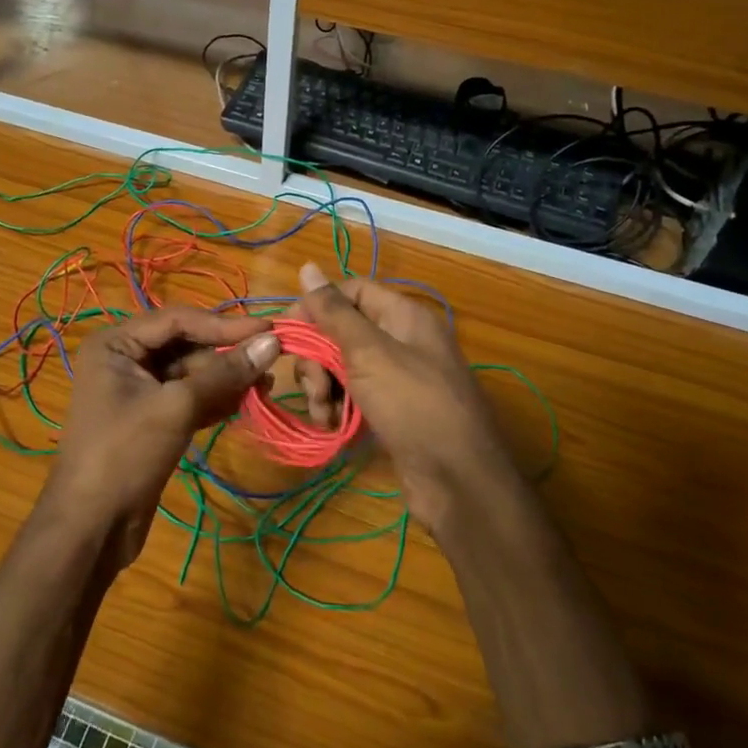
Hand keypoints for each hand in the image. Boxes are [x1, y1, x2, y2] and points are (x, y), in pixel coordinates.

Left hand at [46, 306, 280, 567]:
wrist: (92, 527)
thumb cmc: (125, 454)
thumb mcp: (176, 408)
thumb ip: (225, 373)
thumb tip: (273, 344)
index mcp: (116, 343)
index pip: (179, 319)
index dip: (226, 324)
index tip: (270, 331)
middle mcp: (125, 358)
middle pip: (186, 344)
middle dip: (227, 355)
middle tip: (273, 362)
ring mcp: (137, 389)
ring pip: (191, 372)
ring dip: (227, 379)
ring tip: (266, 388)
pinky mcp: (151, 418)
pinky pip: (189, 397)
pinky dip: (216, 399)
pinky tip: (246, 404)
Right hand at [294, 261, 509, 530]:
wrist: (459, 482)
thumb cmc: (414, 405)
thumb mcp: (369, 352)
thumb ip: (334, 311)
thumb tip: (307, 266)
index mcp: (403, 315)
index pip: (350, 291)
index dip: (317, 306)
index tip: (287, 333)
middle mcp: (402, 340)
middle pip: (342, 331)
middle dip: (317, 358)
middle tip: (313, 388)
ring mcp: (398, 377)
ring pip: (343, 366)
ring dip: (323, 387)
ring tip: (324, 415)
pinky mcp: (392, 409)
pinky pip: (354, 395)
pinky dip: (337, 407)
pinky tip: (332, 426)